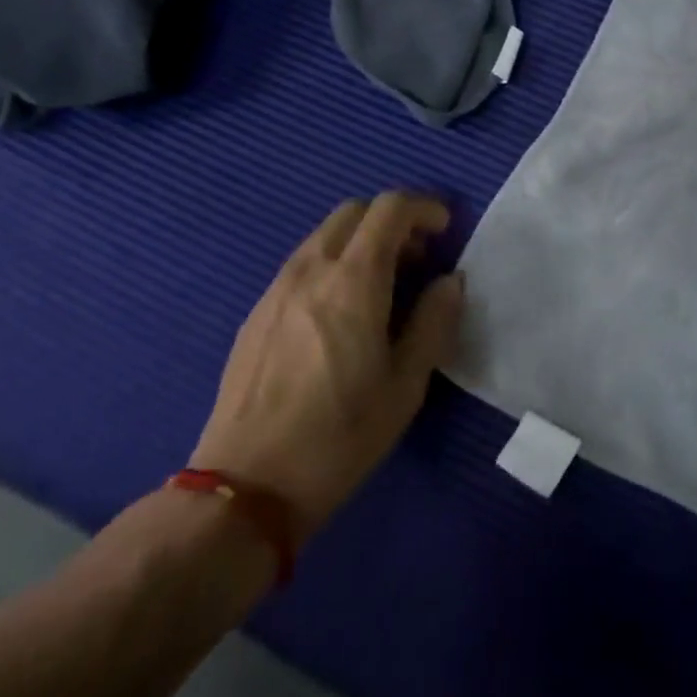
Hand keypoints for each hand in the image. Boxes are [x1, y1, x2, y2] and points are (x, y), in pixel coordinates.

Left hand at [189, 192, 462, 545]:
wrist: (246, 488)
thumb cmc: (339, 435)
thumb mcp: (406, 384)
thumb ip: (434, 321)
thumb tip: (450, 281)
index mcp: (354, 280)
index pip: (390, 208)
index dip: (424, 208)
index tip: (445, 230)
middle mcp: (312, 269)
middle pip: (354, 211)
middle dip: (392, 219)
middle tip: (417, 256)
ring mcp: (277, 288)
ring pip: (325, 235)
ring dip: (361, 240)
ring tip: (383, 283)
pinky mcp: (256, 313)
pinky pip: (303, 263)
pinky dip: (333, 263)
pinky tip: (341, 311)